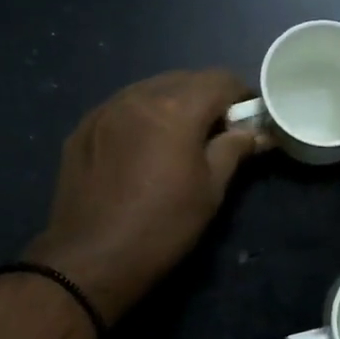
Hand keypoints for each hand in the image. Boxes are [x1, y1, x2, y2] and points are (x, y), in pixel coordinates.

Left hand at [24, 69, 265, 322]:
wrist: (91, 259)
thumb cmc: (163, 226)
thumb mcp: (210, 190)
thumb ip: (234, 149)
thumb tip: (256, 132)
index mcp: (176, 108)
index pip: (220, 79)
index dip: (242, 95)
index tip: (249, 119)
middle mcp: (138, 96)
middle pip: (184, 79)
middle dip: (207, 98)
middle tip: (217, 132)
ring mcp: (105, 110)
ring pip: (150, 90)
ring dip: (172, 104)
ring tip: (178, 139)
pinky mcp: (83, 128)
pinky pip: (122, 108)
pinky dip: (141, 117)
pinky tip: (142, 149)